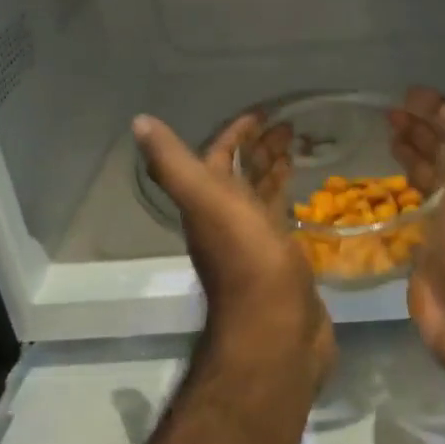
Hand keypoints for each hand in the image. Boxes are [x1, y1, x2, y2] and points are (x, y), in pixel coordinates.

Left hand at [135, 111, 334, 388]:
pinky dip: (289, 199)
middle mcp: (228, 219)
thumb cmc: (246, 259)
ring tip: (299, 148)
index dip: (235, 133)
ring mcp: (256, 241)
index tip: (262, 115)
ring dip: (274, 170)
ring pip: (261, 195)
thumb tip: (139, 122)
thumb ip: (174, 164)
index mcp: (209, 203)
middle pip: (241, 175)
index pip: (217, 157)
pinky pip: (282, 219)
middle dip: (260, 148)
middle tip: (290, 127)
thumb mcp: (207, 202)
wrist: (275, 328)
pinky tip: (305, 193)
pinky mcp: (282, 259)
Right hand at [391, 67, 444, 373]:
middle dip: (420, 126)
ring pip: (428, 174)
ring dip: (409, 152)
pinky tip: (379, 179)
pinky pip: (412, 206)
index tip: (410, 95)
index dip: (442, 108)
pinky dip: (399, 188)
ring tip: (382, 135)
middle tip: (387, 113)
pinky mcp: (427, 242)